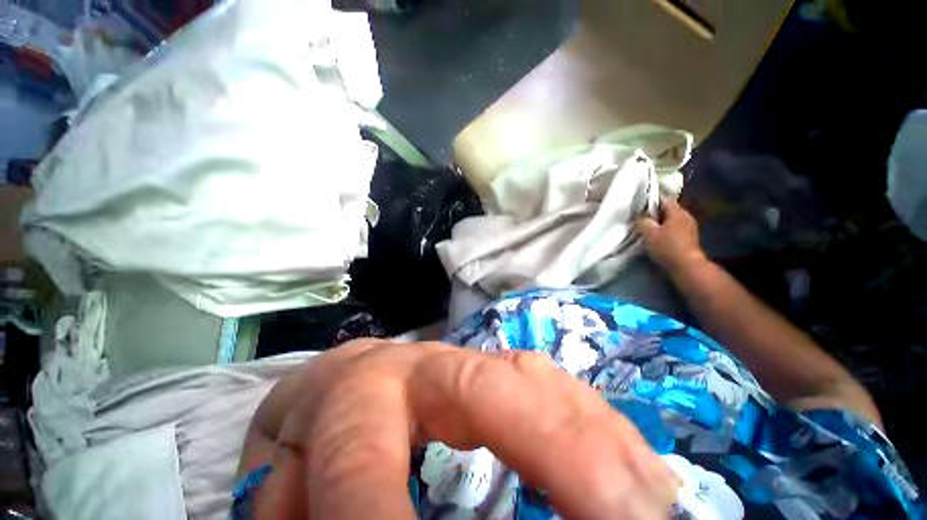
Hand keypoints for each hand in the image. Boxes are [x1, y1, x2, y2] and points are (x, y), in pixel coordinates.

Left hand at [239, 340, 678, 518]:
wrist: (331, 387)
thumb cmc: (304, 443)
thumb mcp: (281, 490)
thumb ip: (297, 518)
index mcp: (351, 398)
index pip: (364, 461)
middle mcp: (414, 365)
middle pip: (482, 385)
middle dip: (553, 447)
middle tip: (631, 517)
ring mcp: (456, 357)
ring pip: (526, 373)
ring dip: (588, 434)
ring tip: (648, 496)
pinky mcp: (484, 363)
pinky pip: (544, 378)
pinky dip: (588, 419)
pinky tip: (627, 458)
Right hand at [637, 198, 707, 273]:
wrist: (686, 265)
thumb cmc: (667, 247)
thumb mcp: (649, 233)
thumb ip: (642, 221)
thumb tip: (640, 216)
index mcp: (677, 212)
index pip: (664, 199)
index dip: (651, 200)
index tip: (640, 205)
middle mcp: (686, 216)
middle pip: (668, 209)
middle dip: (655, 213)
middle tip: (641, 219)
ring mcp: (690, 227)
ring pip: (672, 219)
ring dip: (661, 222)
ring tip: (648, 229)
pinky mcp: (690, 237)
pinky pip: (675, 228)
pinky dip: (666, 230)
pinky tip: (658, 237)